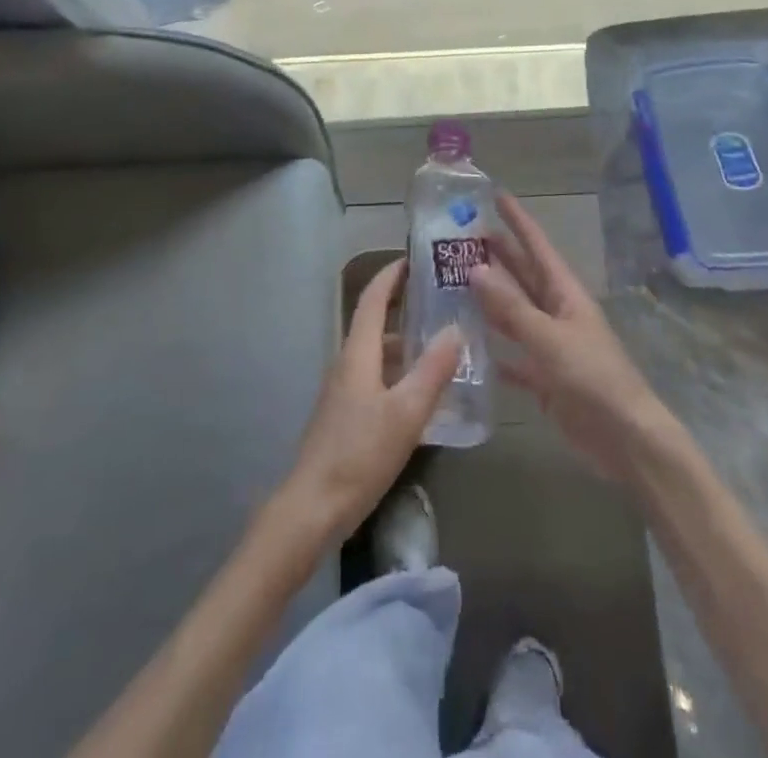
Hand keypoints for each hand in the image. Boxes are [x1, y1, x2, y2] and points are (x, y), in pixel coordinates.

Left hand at [281, 259, 460, 541]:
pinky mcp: (345, 414)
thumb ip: (432, 370)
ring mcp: (343, 390)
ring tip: (439, 342)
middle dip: (403, 305)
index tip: (415, 259)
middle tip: (439, 300)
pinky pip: (375, 376)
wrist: (312, 507)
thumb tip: (456, 329)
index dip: (391, 275)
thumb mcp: (406, 413)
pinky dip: (398, 369)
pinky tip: (421, 390)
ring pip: (376, 352)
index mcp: (358, 353)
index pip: (373, 298)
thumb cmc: (359, 453)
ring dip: (403, 340)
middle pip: (374, 322)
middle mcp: (347, 363)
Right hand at [473, 194, 679, 485]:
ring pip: (514, 313)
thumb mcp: (549, 338)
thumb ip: (512, 307)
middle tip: (462, 236)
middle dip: (498, 254)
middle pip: (523, 275)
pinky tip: (469, 346)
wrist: (624, 438)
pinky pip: (514, 355)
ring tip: (455, 281)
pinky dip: (494, 349)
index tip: (495, 195)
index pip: (537, 246)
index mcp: (565, 293)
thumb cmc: (592, 378)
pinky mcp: (545, 377)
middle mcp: (557, 311)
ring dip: (490, 298)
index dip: (518, 220)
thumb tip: (476, 268)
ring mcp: (551, 344)